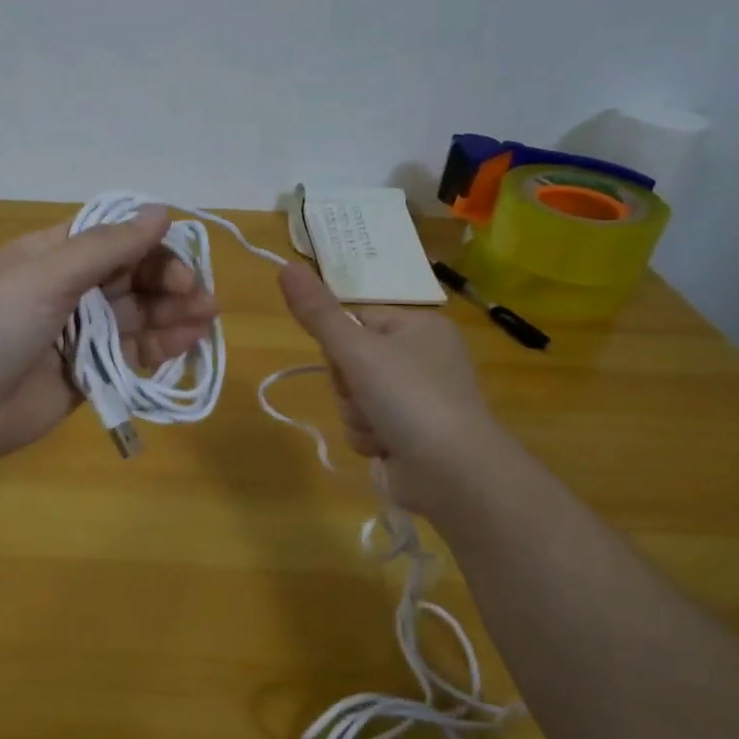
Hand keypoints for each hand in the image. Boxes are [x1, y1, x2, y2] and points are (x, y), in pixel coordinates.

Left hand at [0, 207, 218, 462]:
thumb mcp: (47, 274)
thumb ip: (107, 246)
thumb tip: (161, 210)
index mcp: (53, 255)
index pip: (114, 238)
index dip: (151, 246)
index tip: (182, 262)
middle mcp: (69, 289)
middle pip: (131, 277)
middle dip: (168, 282)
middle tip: (200, 297)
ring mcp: (79, 334)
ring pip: (137, 316)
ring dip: (172, 314)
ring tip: (205, 319)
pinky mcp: (87, 374)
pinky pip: (130, 355)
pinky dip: (159, 348)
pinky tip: (187, 343)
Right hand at [277, 262, 503, 512]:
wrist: (453, 472)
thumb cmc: (408, 397)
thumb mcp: (356, 349)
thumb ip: (317, 312)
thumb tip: (285, 266)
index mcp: (419, 327)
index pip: (356, 320)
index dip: (341, 343)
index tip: (349, 359)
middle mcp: (422, 358)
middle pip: (350, 362)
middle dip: (348, 387)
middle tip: (367, 397)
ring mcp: (418, 399)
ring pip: (354, 397)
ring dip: (356, 416)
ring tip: (380, 428)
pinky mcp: (411, 434)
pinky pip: (367, 426)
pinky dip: (369, 438)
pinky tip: (385, 447)